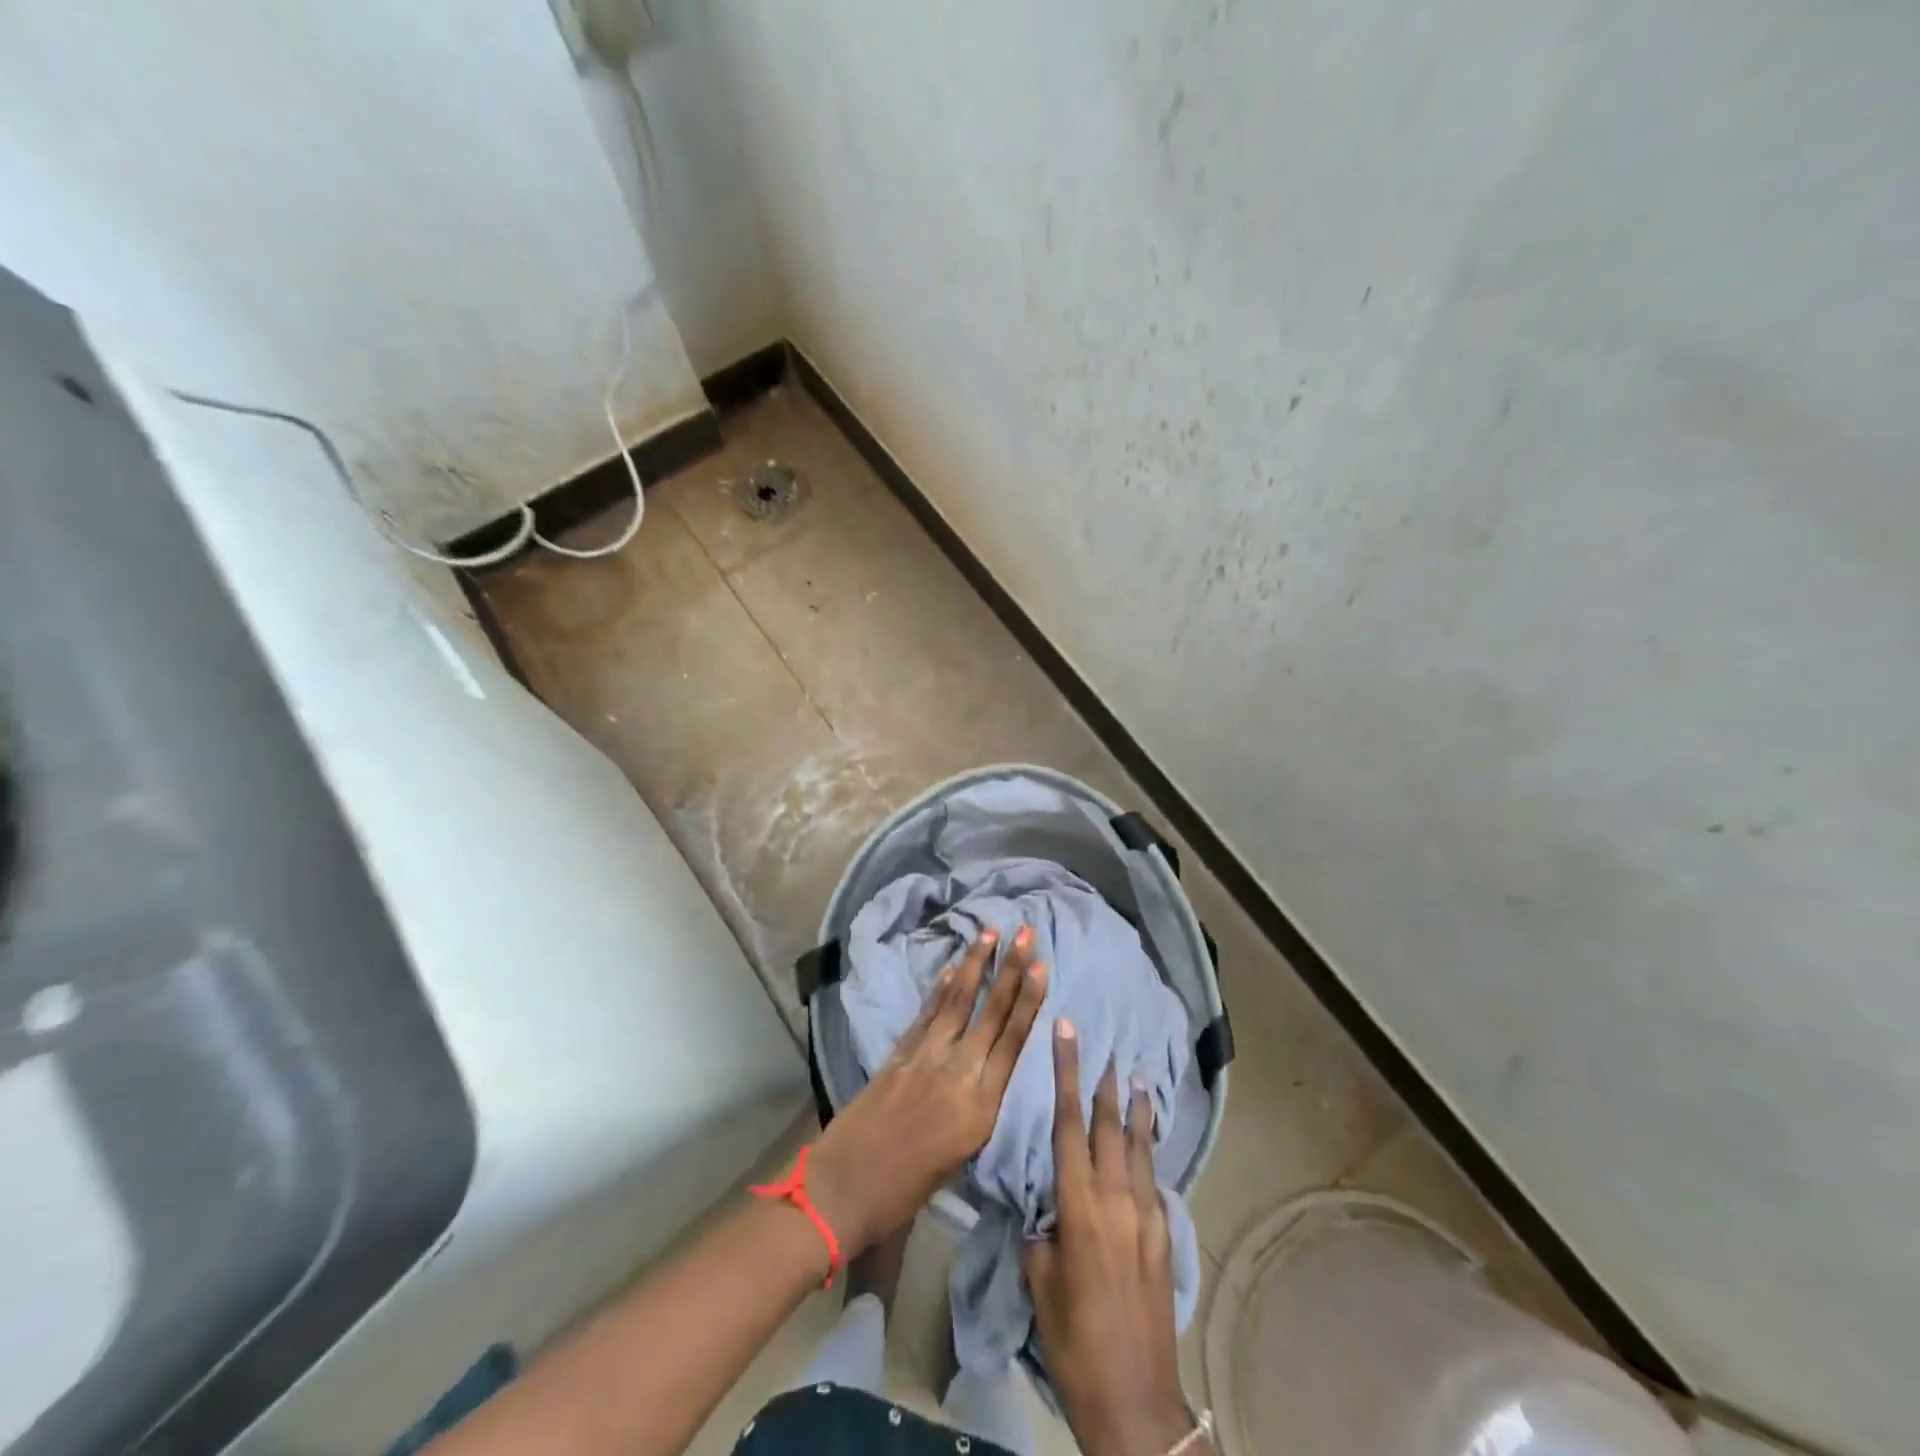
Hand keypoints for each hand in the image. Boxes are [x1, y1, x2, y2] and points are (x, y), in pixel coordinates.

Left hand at [807, 926, 1046, 1258]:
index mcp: (979, 1107)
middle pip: (990, 1013)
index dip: (1028, 1001)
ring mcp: (925, 1058)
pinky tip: (951, 967)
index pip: (1012, 1042)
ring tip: (990, 932)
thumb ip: (977, 1110)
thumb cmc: (906, 1191)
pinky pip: (926, 1014)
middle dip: (1010, 970)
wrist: (843, 1189)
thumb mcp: (960, 1158)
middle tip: (1025, 932)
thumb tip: (985, 1073)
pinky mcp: (898, 1054)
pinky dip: (939, 989)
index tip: (1041, 966)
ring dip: (974, 965)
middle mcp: (957, 1073)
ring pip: (957, 1002)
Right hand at [1026, 1023, 1199, 1455]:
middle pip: (1109, 1125)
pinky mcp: (1165, 1236)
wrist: (1134, 1398)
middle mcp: (1118, 1198)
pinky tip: (1147, 1144)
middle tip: (1103, 1044)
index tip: (1068, 1032)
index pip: (1068, 1123)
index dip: (1066, 1072)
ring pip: (1140, 1146)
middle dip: (1103, 1081)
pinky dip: (1148, 1151)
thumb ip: (1042, 1232)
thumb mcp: (1040, 1282)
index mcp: (1080, 1205)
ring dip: (1136, 1109)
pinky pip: (1153, 1178)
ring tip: (1135, 1077)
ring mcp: (1147, 1215)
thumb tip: (1047, 1209)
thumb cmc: (1074, 1339)